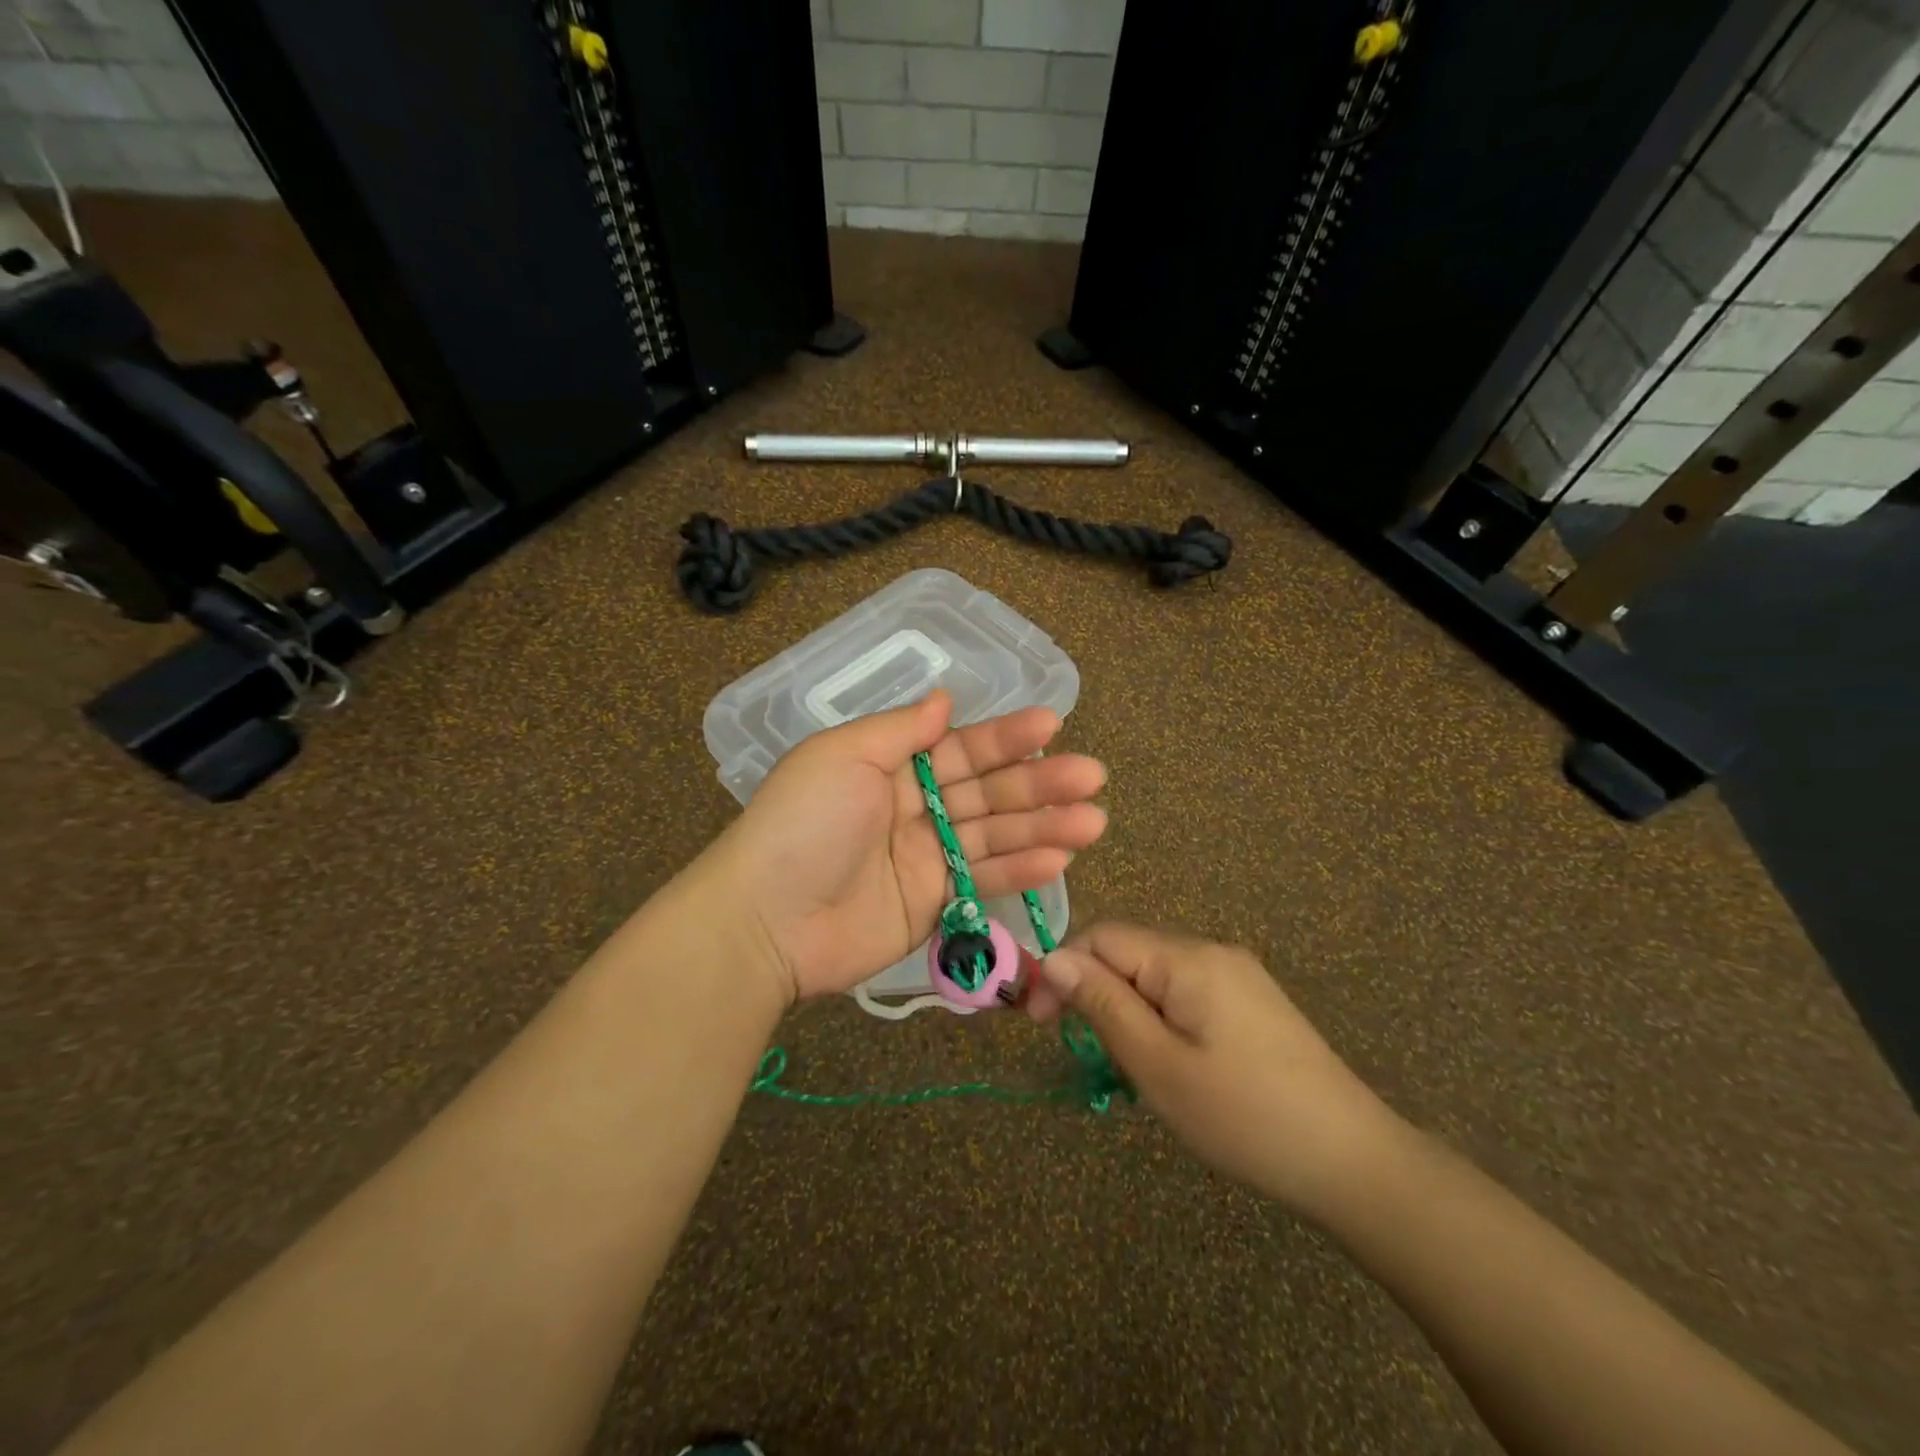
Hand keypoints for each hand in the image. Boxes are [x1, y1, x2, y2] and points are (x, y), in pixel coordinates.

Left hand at [697, 690, 1107, 1003]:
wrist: (766, 920)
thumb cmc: (803, 824)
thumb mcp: (843, 757)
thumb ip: (901, 730)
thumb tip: (945, 699)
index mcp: (889, 766)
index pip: (960, 747)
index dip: (1005, 737)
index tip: (1052, 725)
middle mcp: (912, 807)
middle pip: (986, 791)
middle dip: (1039, 783)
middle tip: (1092, 777)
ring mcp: (924, 858)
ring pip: (994, 836)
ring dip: (1044, 827)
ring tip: (1093, 820)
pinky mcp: (932, 904)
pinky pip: (982, 880)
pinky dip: (1020, 870)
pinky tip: (1059, 858)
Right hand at [1029, 923, 1402, 1219]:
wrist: (1354, 1163)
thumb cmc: (1244, 1117)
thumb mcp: (1158, 1065)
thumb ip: (1103, 1004)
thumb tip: (1053, 958)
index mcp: (1187, 958)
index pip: (1101, 936)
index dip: (1062, 970)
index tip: (1038, 1022)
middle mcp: (1212, 951)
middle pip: (1128, 951)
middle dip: (1092, 990)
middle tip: (1080, 1049)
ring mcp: (1237, 975)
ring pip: (1154, 974)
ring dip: (1125, 1008)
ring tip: (1125, 1064)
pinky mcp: (1252, 1002)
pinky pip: (1184, 992)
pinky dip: (1158, 1017)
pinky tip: (1167, 1061)